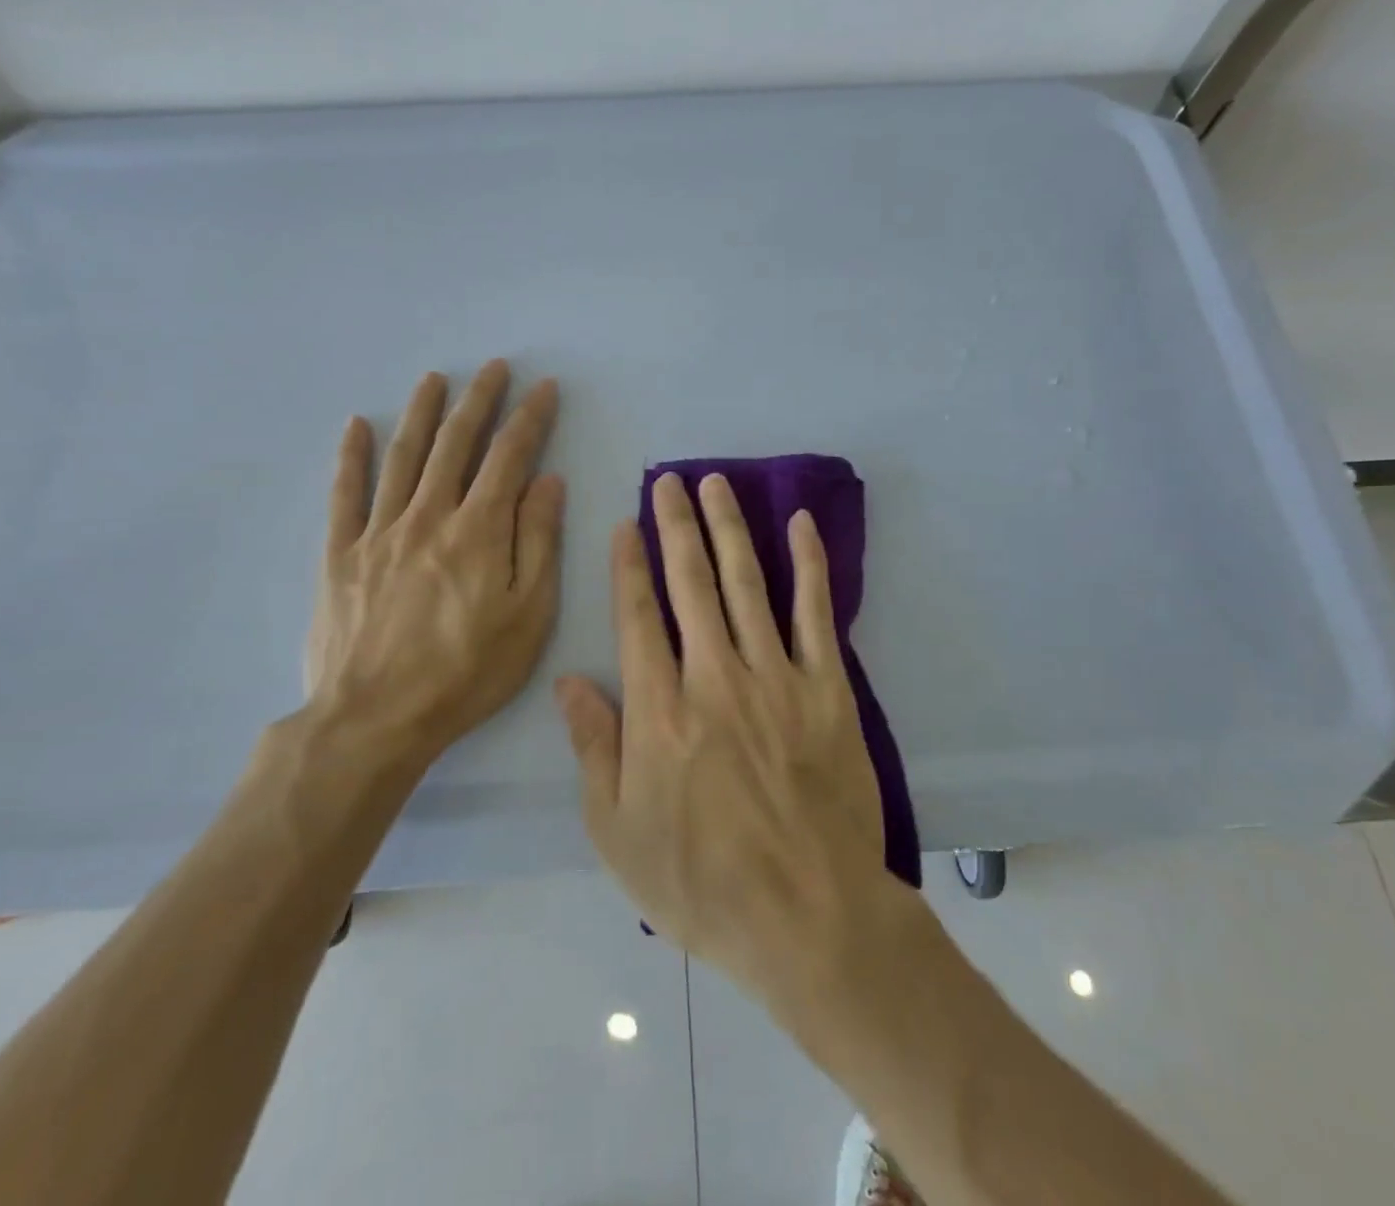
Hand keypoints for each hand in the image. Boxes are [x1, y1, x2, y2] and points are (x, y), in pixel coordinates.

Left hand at [303, 361, 564, 771]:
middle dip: (478, 400)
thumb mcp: (528, 615)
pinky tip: (356, 426)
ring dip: (421, 413)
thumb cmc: (467, 672)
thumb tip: (546, 482)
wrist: (375, 719)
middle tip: (493, 367)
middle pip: (455, 444)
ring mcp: (379, 532)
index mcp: (479, 530)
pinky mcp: (341, 554)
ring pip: (403, 457)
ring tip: (435, 379)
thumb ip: (538, 542)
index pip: (509, 457)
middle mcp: (429, 515)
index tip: (543, 388)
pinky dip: (351, 457)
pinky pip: (345, 495)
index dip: (529, 419)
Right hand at [556, 472, 886, 990]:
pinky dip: (809, 564)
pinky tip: (799, 524)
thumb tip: (567, 682)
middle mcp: (714, 676)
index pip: (638, 617)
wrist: (808, 915)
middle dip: (675, 526)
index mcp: (659, 710)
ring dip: (729, 528)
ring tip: (716, 484)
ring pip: (747, 583)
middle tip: (669, 480)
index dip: (628, 566)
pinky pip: (816, 613)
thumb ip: (593, 748)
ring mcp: (775, 677)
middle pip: (691, 583)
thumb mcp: (618, 833)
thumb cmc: (701, 883)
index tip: (624, 525)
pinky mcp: (827, 688)